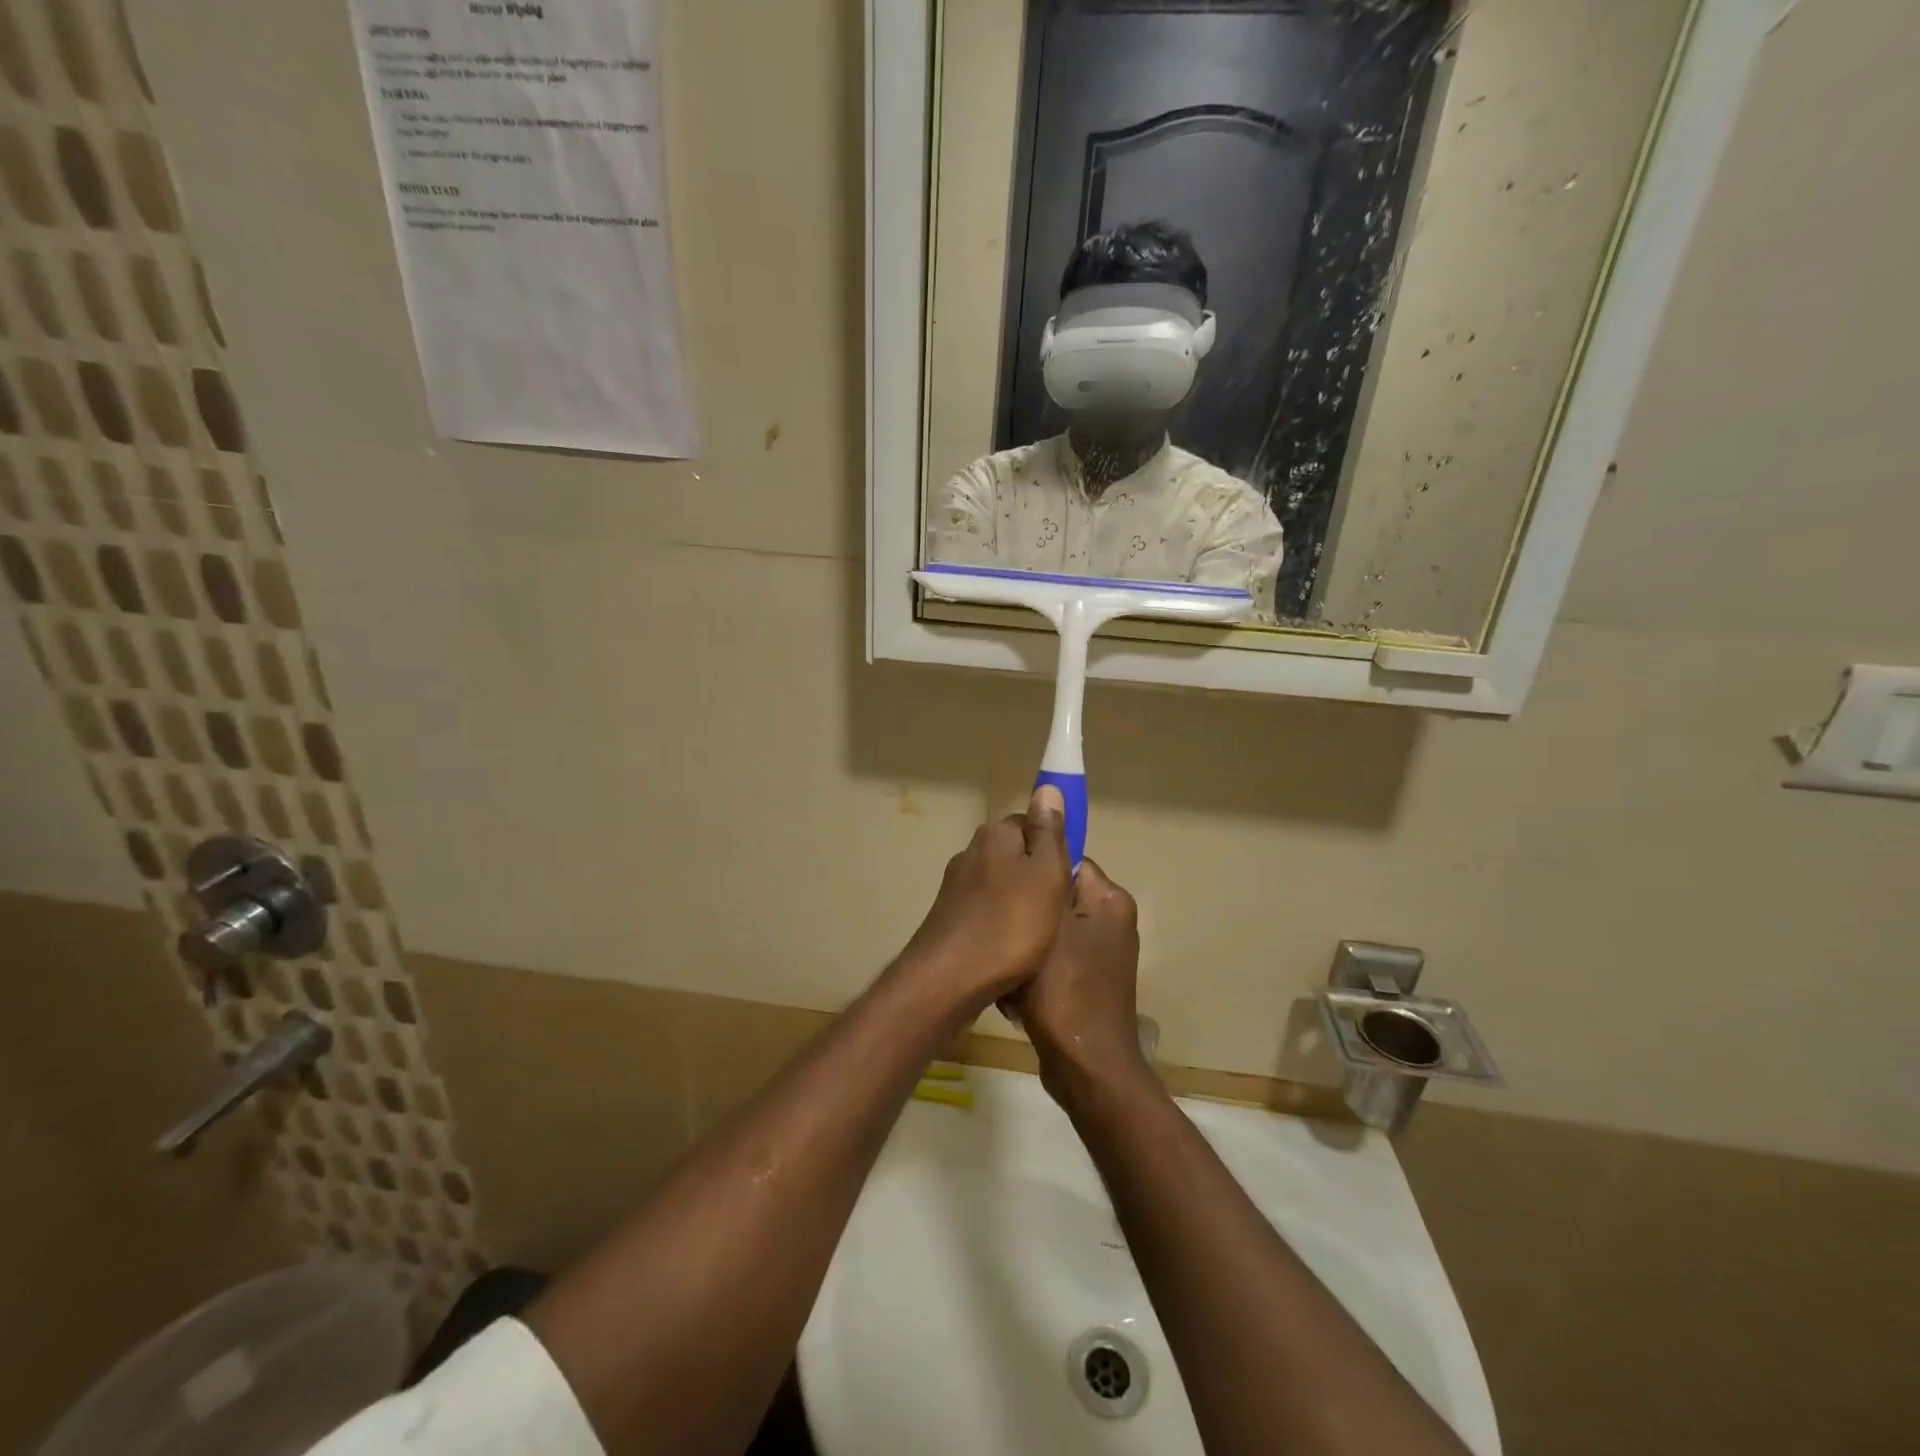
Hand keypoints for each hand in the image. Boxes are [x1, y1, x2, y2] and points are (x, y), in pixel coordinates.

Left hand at [901, 786, 1072, 1011]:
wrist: (949, 979)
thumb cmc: (1009, 925)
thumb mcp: (1045, 874)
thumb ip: (1049, 833)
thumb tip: (1047, 789)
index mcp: (995, 835)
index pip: (1033, 825)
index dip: (1055, 850)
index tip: (1067, 880)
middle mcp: (971, 852)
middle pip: (1018, 857)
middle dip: (1038, 880)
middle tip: (1058, 912)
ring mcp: (956, 886)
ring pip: (1003, 887)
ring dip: (1021, 907)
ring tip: (1039, 938)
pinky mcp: (950, 917)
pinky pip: (987, 913)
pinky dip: (1002, 927)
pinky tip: (1012, 952)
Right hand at [1006, 858, 1144, 1090]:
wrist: (1086, 1067)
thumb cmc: (1064, 990)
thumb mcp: (1048, 926)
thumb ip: (1045, 881)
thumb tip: (1045, 835)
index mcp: (1110, 900)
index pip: (1067, 861)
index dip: (1033, 873)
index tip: (1004, 889)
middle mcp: (1112, 921)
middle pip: (1056, 899)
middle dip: (1027, 918)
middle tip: (1001, 935)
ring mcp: (1103, 955)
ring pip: (1051, 933)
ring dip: (1027, 949)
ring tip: (1007, 969)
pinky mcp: (1091, 983)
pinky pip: (1056, 962)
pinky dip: (1036, 974)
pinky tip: (1016, 994)